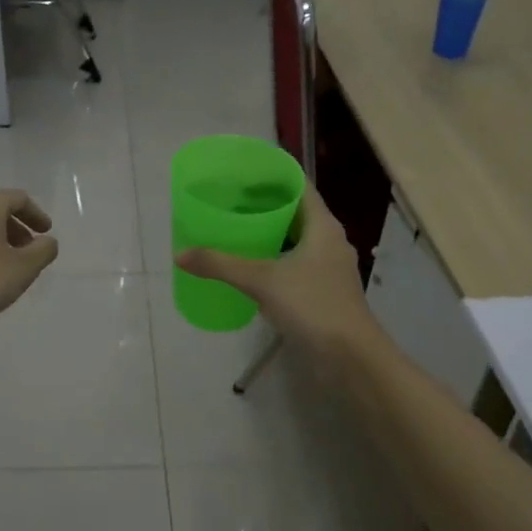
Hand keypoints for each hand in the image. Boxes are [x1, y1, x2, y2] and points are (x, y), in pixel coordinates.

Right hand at [175, 184, 380, 358]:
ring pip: (295, 241)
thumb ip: (221, 265)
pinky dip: (273, 260)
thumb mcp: (261, 281)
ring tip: (234, 231)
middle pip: (295, 213)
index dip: (272, 177)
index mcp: (323, 226)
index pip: (299, 187)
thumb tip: (180, 255)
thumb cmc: (312, 306)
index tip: (242, 174)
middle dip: (264, 206)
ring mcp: (328, 268)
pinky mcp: (323, 291)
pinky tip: (250, 269)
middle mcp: (329, 241)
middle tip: (229, 202)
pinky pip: (295, 264)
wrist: (350, 356)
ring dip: (268, 235)